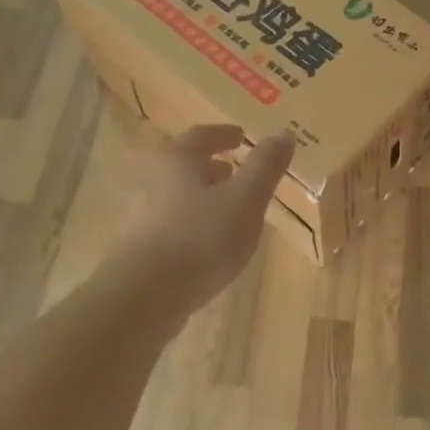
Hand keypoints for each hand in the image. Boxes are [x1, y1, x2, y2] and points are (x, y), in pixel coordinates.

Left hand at [113, 124, 295, 314]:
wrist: (146, 296)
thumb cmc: (201, 237)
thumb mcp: (245, 198)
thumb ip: (265, 166)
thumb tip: (284, 133)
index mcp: (179, 160)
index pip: (202, 135)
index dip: (224, 134)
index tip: (241, 138)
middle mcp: (157, 180)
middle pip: (186, 164)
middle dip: (212, 165)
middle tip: (236, 170)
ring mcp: (146, 215)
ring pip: (180, 194)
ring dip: (204, 194)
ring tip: (231, 207)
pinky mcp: (144, 246)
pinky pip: (176, 222)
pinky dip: (196, 221)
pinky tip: (213, 241)